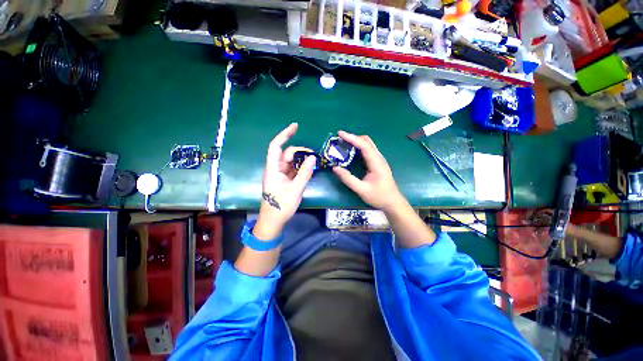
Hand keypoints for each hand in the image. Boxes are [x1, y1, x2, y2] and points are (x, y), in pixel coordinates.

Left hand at [254, 123, 315, 238]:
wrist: (273, 221)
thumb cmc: (281, 206)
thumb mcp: (296, 189)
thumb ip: (305, 173)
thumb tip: (313, 157)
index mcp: (273, 169)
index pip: (276, 146)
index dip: (285, 134)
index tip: (296, 126)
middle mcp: (275, 169)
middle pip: (287, 154)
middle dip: (300, 152)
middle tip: (314, 157)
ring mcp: (280, 175)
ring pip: (291, 162)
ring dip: (301, 161)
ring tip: (314, 164)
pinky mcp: (284, 180)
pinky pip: (293, 169)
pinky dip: (300, 168)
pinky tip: (309, 170)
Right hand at [333, 131, 405, 211]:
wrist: (392, 202)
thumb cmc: (379, 196)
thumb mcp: (362, 190)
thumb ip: (348, 179)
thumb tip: (335, 168)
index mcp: (377, 163)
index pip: (364, 146)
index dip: (352, 138)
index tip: (340, 134)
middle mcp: (379, 158)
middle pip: (367, 141)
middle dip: (353, 137)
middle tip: (340, 138)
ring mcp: (379, 160)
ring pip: (368, 144)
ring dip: (356, 141)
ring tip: (343, 143)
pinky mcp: (377, 163)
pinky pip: (368, 150)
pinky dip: (359, 147)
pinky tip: (351, 151)